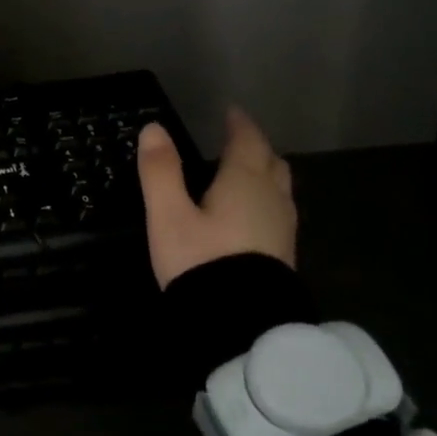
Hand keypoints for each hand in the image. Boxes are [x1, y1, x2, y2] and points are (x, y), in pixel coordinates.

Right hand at [136, 106, 295, 287]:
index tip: (231, 112)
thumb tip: (153, 128)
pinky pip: (278, 213)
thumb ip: (160, 171)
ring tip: (244, 175)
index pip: (247, 141)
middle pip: (271, 163)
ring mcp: (283, 228)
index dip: (239, 124)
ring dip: (264, 175)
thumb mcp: (168, 215)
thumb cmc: (201, 261)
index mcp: (244, 182)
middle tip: (239, 141)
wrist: (241, 323)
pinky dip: (265, 202)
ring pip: (279, 189)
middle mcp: (271, 199)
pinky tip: (250, 217)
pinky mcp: (283, 255)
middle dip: (256, 148)